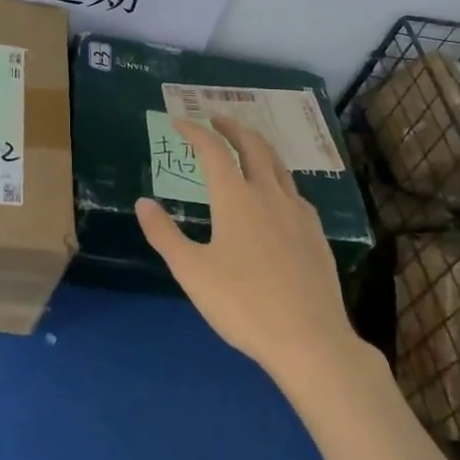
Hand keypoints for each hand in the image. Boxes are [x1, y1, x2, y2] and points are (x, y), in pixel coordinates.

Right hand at [135, 116, 363, 383]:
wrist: (310, 340)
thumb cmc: (243, 304)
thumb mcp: (191, 271)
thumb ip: (164, 234)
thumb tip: (143, 202)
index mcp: (236, 198)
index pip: (213, 151)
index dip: (195, 132)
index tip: (179, 121)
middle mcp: (269, 195)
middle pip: (253, 146)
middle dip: (233, 127)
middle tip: (217, 119)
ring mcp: (298, 213)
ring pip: (278, 165)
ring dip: (259, 147)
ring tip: (247, 146)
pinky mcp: (316, 234)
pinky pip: (294, 191)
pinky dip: (277, 177)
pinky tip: (276, 194)